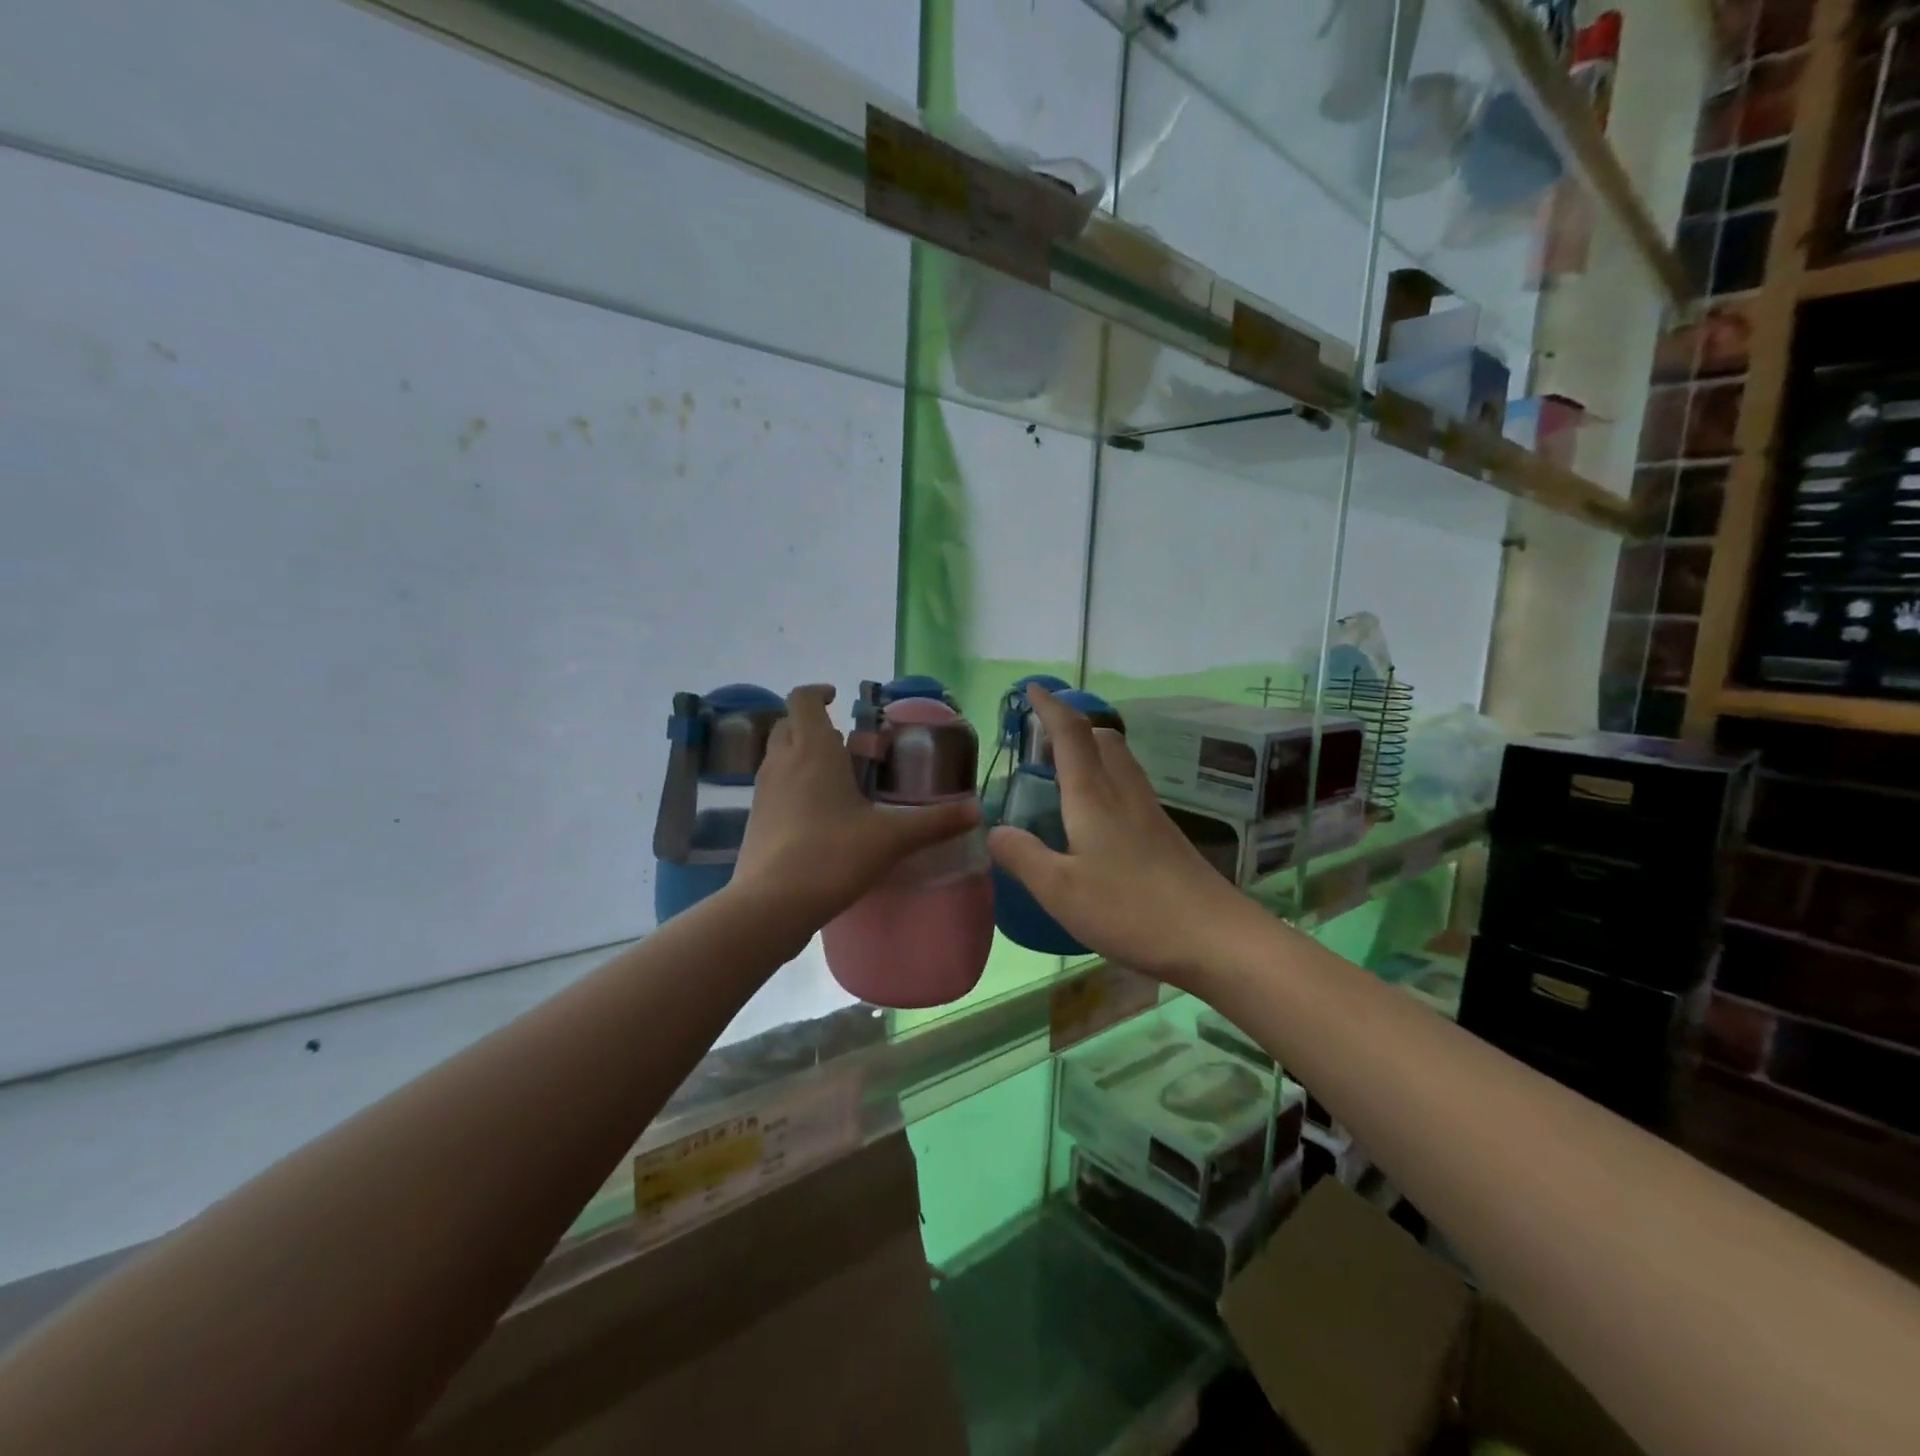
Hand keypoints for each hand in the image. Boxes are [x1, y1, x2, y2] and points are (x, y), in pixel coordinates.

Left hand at [730, 684, 981, 932]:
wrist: (771, 905)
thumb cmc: (832, 856)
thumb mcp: (891, 839)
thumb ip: (934, 823)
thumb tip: (976, 812)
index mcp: (813, 751)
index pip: (803, 700)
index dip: (818, 691)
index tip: (837, 696)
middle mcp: (782, 762)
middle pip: (787, 724)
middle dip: (812, 723)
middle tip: (844, 741)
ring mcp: (762, 791)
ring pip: (777, 754)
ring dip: (800, 752)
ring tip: (835, 775)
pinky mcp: (754, 819)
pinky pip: (773, 785)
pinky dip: (791, 783)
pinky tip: (817, 812)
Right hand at [987, 685, 1262, 988]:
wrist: (1213, 936)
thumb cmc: (1131, 909)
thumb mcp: (1060, 890)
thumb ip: (1023, 857)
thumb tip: (994, 830)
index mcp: (1094, 797)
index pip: (1071, 733)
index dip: (1050, 707)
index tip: (1032, 689)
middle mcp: (1124, 793)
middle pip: (1102, 738)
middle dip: (1072, 728)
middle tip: (1043, 744)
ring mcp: (1150, 813)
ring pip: (1120, 761)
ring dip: (1092, 753)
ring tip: (1065, 775)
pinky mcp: (1165, 834)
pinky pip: (1130, 787)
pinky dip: (1107, 781)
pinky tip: (1098, 818)